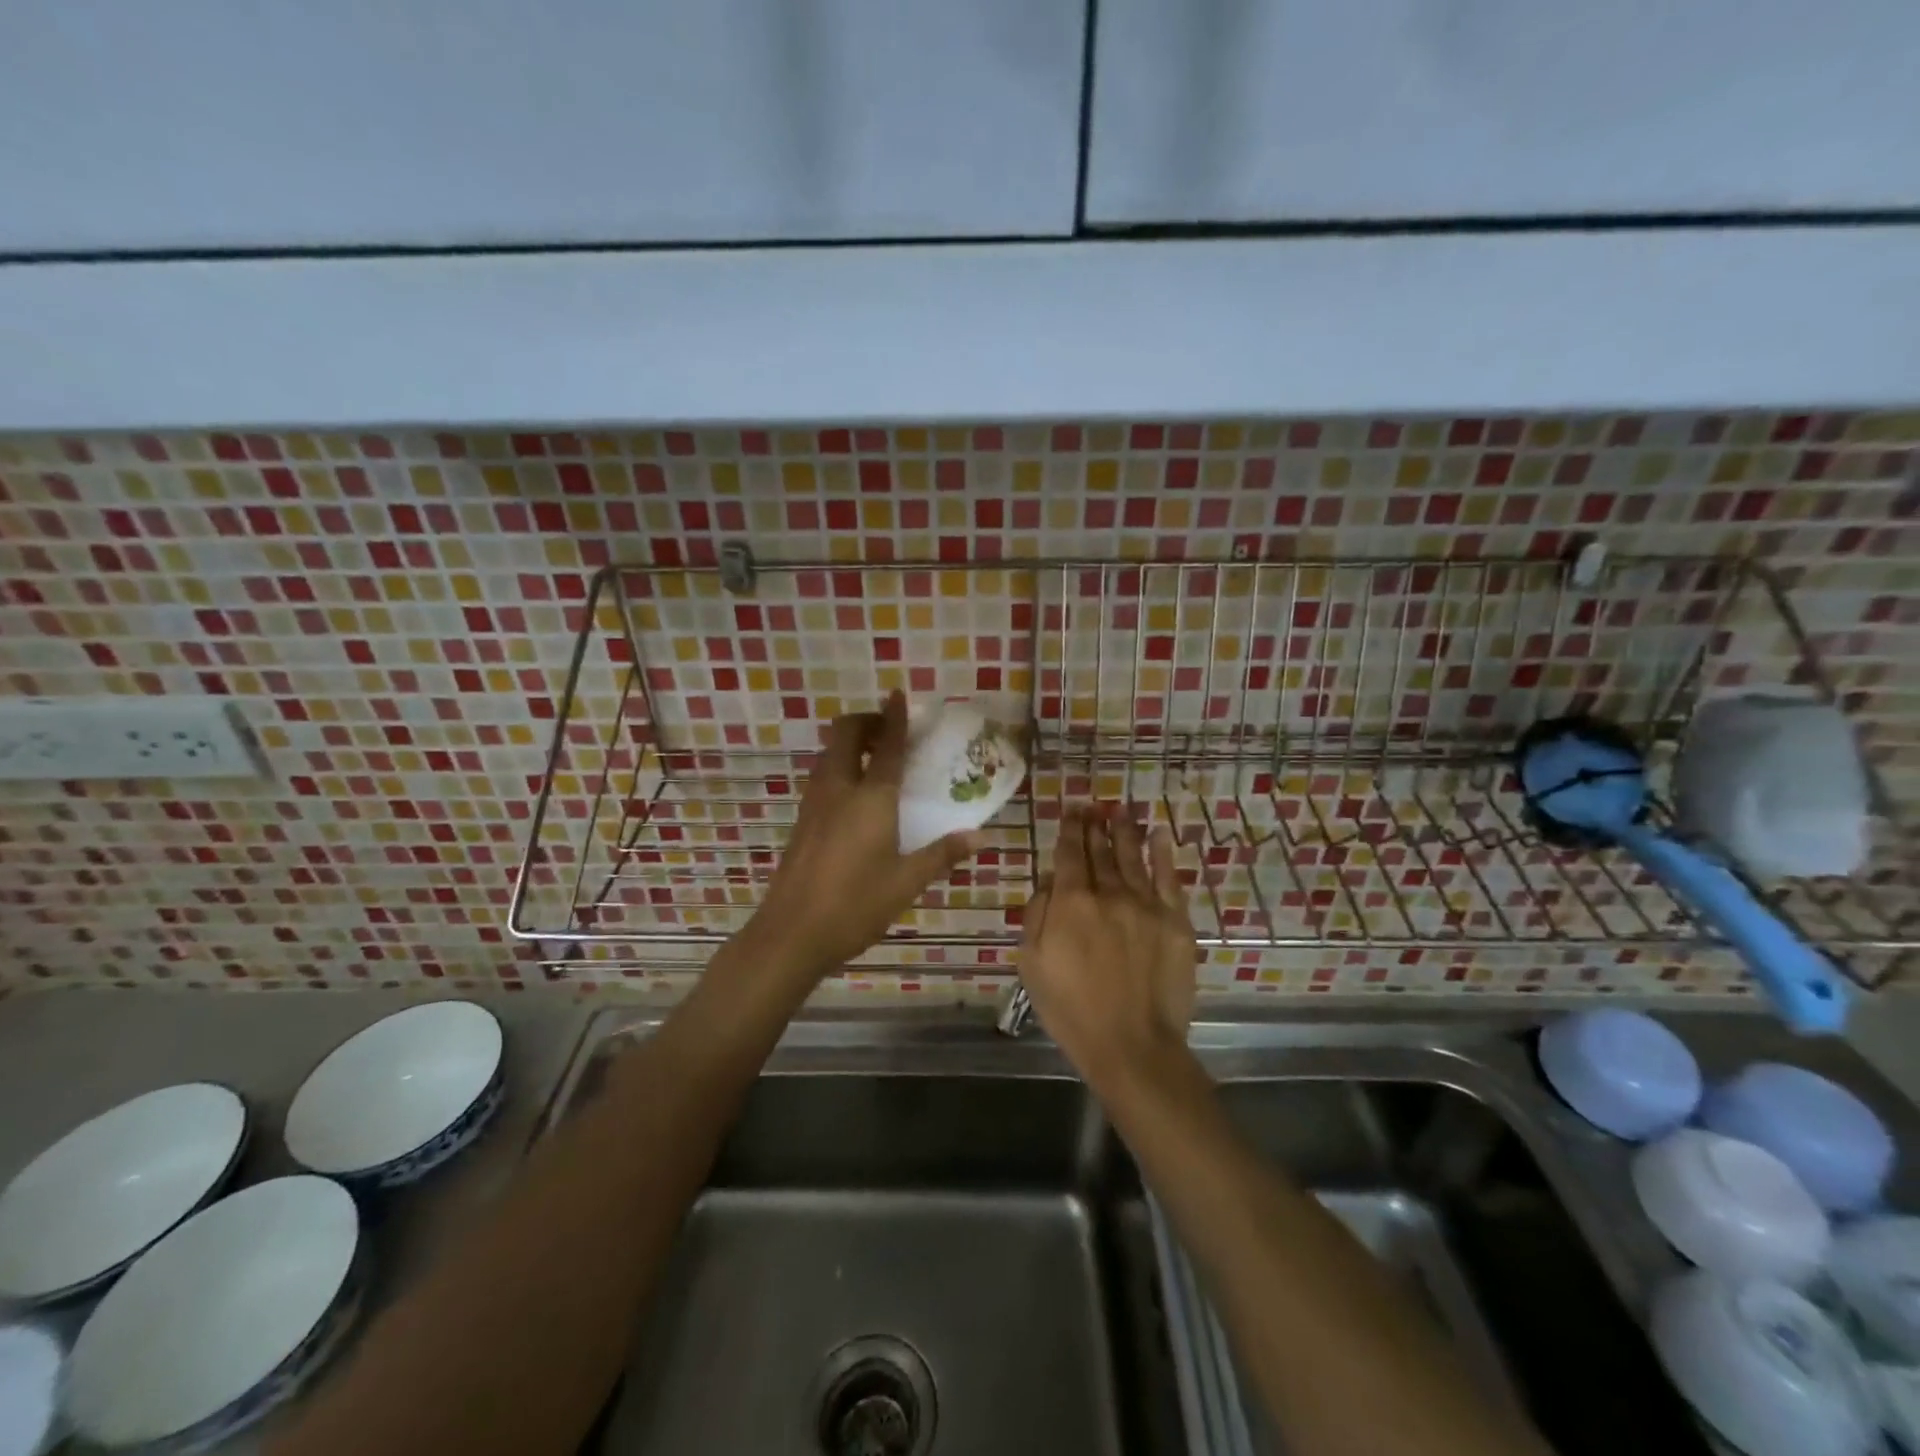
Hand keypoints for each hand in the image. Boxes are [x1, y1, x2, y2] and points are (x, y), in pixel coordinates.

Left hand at [753, 691, 980, 980]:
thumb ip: (942, 854)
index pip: (886, 745)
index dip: (895, 717)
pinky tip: (856, 794)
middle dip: (867, 721)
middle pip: (845, 734)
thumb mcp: (906, 882)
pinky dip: (841, 766)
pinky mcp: (803, 820)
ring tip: (877, 759)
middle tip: (890, 731)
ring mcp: (814, 803)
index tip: (900, 695)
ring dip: (852, 743)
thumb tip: (980, 836)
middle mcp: (838, 789)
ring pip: (830, 753)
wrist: (791, 933)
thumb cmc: (855, 905)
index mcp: (870, 798)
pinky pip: (823, 775)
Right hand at [1019, 806, 1197, 1084]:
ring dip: (1125, 830)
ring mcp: (1146, 905)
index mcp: (1071, 902)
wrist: (1132, 1044)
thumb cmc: (1071, 1009)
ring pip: (1133, 856)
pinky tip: (1159, 833)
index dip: (1070, 828)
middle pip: (1101, 850)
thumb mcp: (1032, 963)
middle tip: (1093, 806)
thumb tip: (1050, 879)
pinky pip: (1169, 877)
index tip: (1072, 809)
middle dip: (1095, 825)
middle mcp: (1109, 893)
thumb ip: (1037, 914)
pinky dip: (1163, 852)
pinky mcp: (1176, 921)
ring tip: (1120, 810)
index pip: (1070, 853)